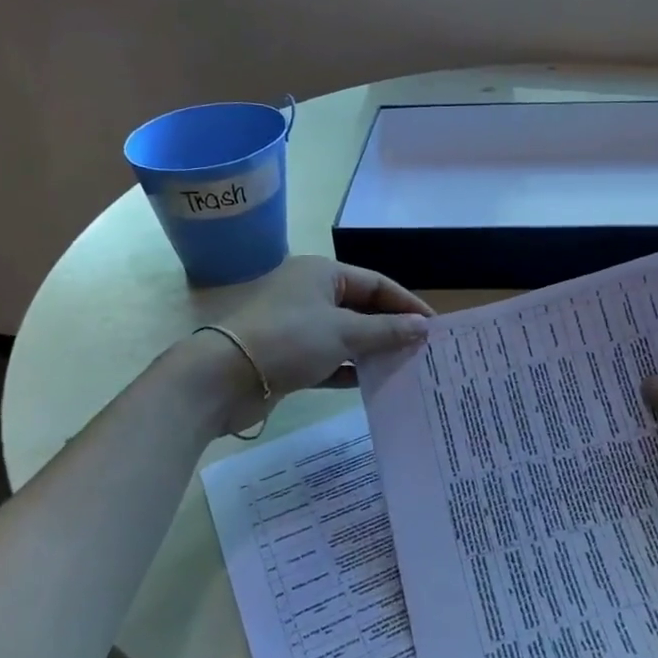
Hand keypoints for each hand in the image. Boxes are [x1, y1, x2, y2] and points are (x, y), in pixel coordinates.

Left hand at [217, 256, 430, 414]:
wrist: (223, 378)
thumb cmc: (289, 340)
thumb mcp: (344, 332)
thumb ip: (386, 330)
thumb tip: (423, 328)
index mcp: (322, 274)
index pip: (376, 283)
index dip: (406, 303)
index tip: (434, 326)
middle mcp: (310, 294)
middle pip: (361, 308)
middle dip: (391, 328)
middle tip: (423, 349)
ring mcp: (297, 326)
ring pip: (346, 335)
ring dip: (372, 350)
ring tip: (405, 367)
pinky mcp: (288, 357)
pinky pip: (329, 359)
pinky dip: (349, 368)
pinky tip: (372, 382)